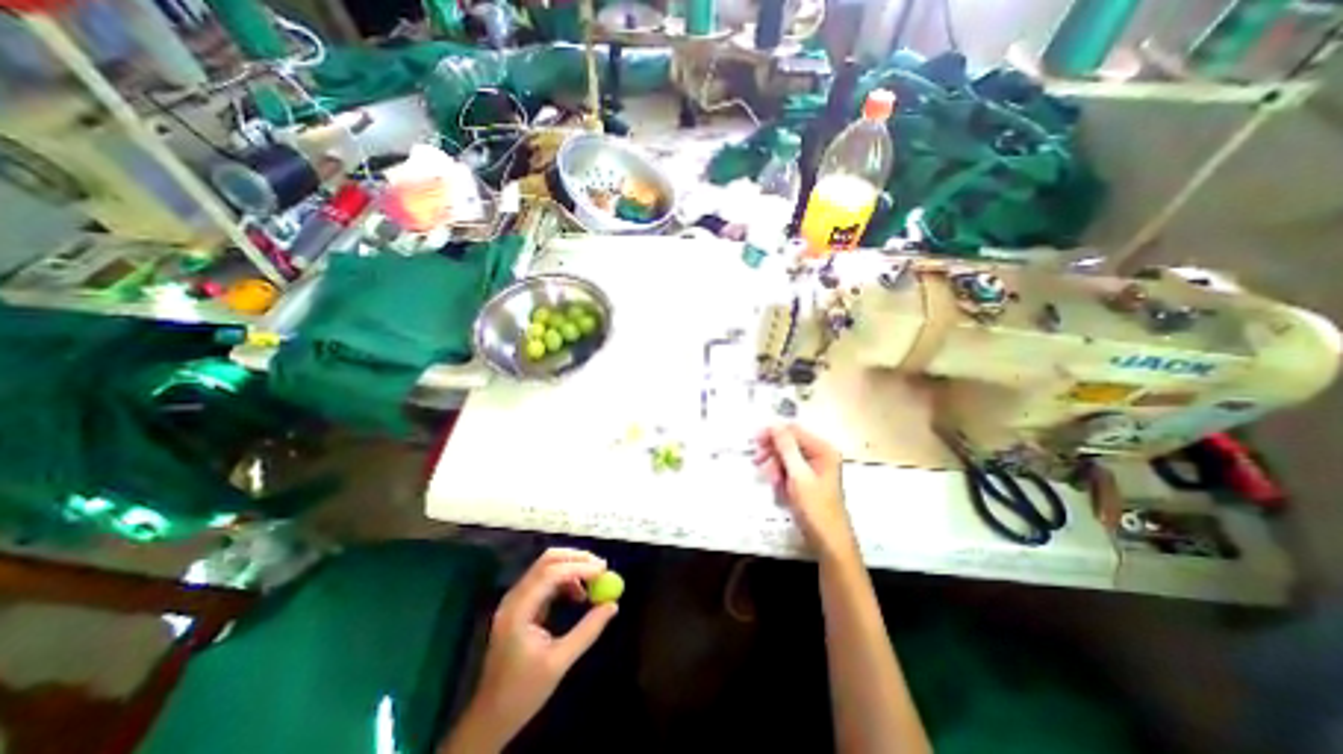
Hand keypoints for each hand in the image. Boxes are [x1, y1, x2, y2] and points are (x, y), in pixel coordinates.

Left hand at [457, 549, 611, 748]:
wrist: (491, 716)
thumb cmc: (523, 692)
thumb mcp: (560, 662)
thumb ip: (588, 630)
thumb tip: (612, 605)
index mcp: (519, 610)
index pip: (551, 573)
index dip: (579, 567)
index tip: (604, 570)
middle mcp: (515, 597)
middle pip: (548, 561)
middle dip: (577, 559)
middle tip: (601, 567)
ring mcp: (516, 599)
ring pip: (547, 566)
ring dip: (572, 568)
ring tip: (594, 583)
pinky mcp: (521, 604)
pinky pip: (546, 580)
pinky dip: (565, 579)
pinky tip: (579, 595)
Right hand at [752, 425, 853, 559]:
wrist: (828, 543)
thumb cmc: (815, 508)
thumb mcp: (798, 475)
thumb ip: (786, 448)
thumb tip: (774, 424)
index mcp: (823, 450)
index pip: (794, 431)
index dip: (773, 433)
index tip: (755, 441)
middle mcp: (820, 454)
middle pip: (789, 443)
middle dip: (773, 452)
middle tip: (757, 461)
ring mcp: (814, 468)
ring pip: (786, 457)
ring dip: (775, 466)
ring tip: (771, 481)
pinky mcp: (807, 480)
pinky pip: (789, 470)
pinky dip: (780, 476)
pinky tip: (777, 487)